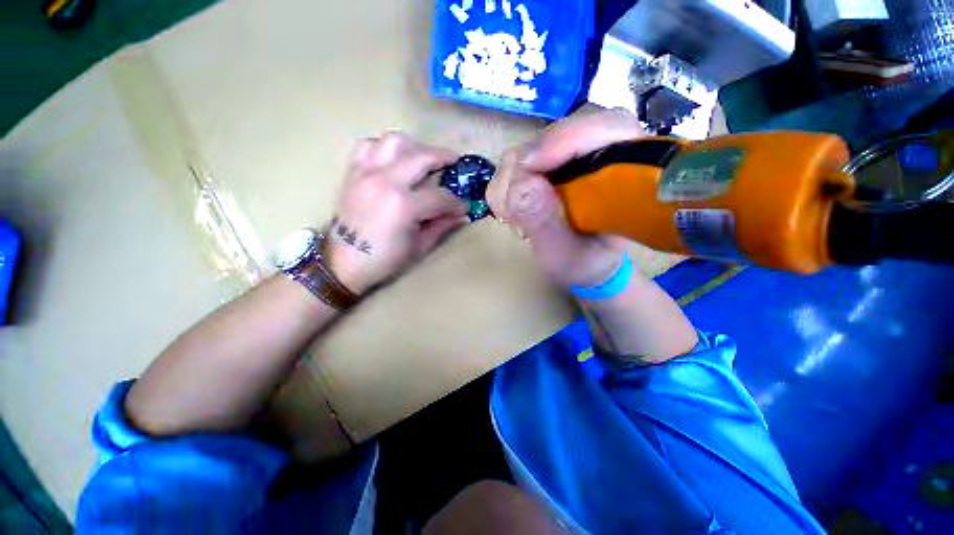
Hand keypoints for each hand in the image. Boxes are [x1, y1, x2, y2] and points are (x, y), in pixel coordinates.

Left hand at [326, 132, 469, 293]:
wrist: (342, 262)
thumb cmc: (384, 259)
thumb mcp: (419, 246)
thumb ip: (442, 226)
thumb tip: (462, 215)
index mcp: (404, 206)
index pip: (441, 196)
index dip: (457, 202)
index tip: (464, 206)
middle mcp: (385, 181)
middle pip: (422, 157)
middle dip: (444, 158)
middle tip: (454, 164)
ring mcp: (366, 172)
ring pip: (395, 141)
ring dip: (415, 147)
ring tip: (424, 159)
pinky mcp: (353, 172)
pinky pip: (369, 146)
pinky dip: (386, 148)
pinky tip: (395, 160)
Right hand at [486, 109, 647, 288]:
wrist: (580, 264)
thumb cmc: (583, 262)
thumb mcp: (566, 255)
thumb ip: (547, 224)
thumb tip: (522, 185)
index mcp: (624, 172)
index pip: (607, 126)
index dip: (567, 138)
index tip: (530, 167)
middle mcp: (596, 153)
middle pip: (555, 134)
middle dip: (525, 171)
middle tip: (513, 211)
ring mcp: (565, 156)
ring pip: (526, 148)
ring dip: (509, 185)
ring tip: (516, 222)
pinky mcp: (542, 164)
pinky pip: (511, 163)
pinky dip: (503, 189)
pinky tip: (512, 215)